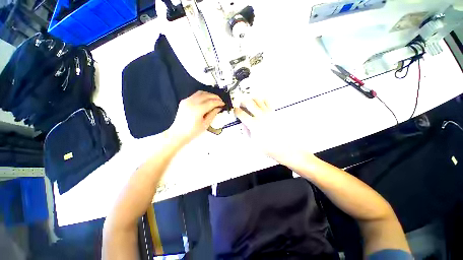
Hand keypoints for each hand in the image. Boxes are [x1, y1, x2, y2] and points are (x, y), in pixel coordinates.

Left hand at [168, 91, 224, 144]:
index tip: (223, 104)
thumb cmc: (193, 131)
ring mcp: (187, 100)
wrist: (178, 133)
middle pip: (206, 95)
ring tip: (214, 99)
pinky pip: (195, 95)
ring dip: (209, 95)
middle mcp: (192, 102)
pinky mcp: (184, 101)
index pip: (211, 102)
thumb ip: (213, 114)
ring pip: (200, 93)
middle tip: (220, 101)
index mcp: (198, 109)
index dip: (218, 102)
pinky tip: (205, 100)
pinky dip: (202, 96)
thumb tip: (218, 108)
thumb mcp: (205, 124)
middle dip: (215, 97)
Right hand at [234, 99, 301, 162]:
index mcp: (254, 124)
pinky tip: (259, 104)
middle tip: (240, 104)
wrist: (282, 147)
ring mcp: (268, 113)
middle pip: (249, 103)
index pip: (242, 114)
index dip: (236, 111)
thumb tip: (243, 123)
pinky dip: (261, 100)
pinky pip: (267, 101)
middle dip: (242, 102)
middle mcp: (260, 116)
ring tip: (249, 103)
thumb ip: (246, 131)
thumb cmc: (267, 146)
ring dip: (251, 100)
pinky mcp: (274, 112)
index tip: (235, 111)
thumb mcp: (252, 141)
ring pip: (257, 100)